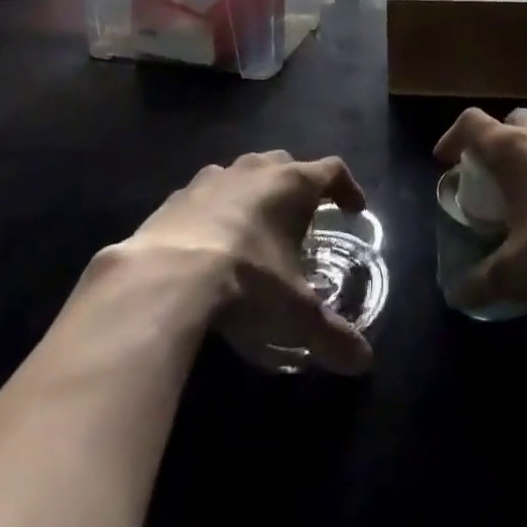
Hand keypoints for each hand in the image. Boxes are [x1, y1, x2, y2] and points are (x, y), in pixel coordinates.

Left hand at [125, 151, 373, 374]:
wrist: (163, 277)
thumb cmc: (246, 281)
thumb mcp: (296, 314)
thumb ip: (332, 335)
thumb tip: (363, 362)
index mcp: (292, 184)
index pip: (332, 171)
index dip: (347, 188)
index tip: (354, 209)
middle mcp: (255, 169)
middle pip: (286, 164)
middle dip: (297, 187)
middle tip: (301, 220)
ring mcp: (212, 178)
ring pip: (243, 174)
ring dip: (254, 194)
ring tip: (254, 229)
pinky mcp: (176, 196)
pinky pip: (204, 195)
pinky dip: (214, 210)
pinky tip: (208, 242)